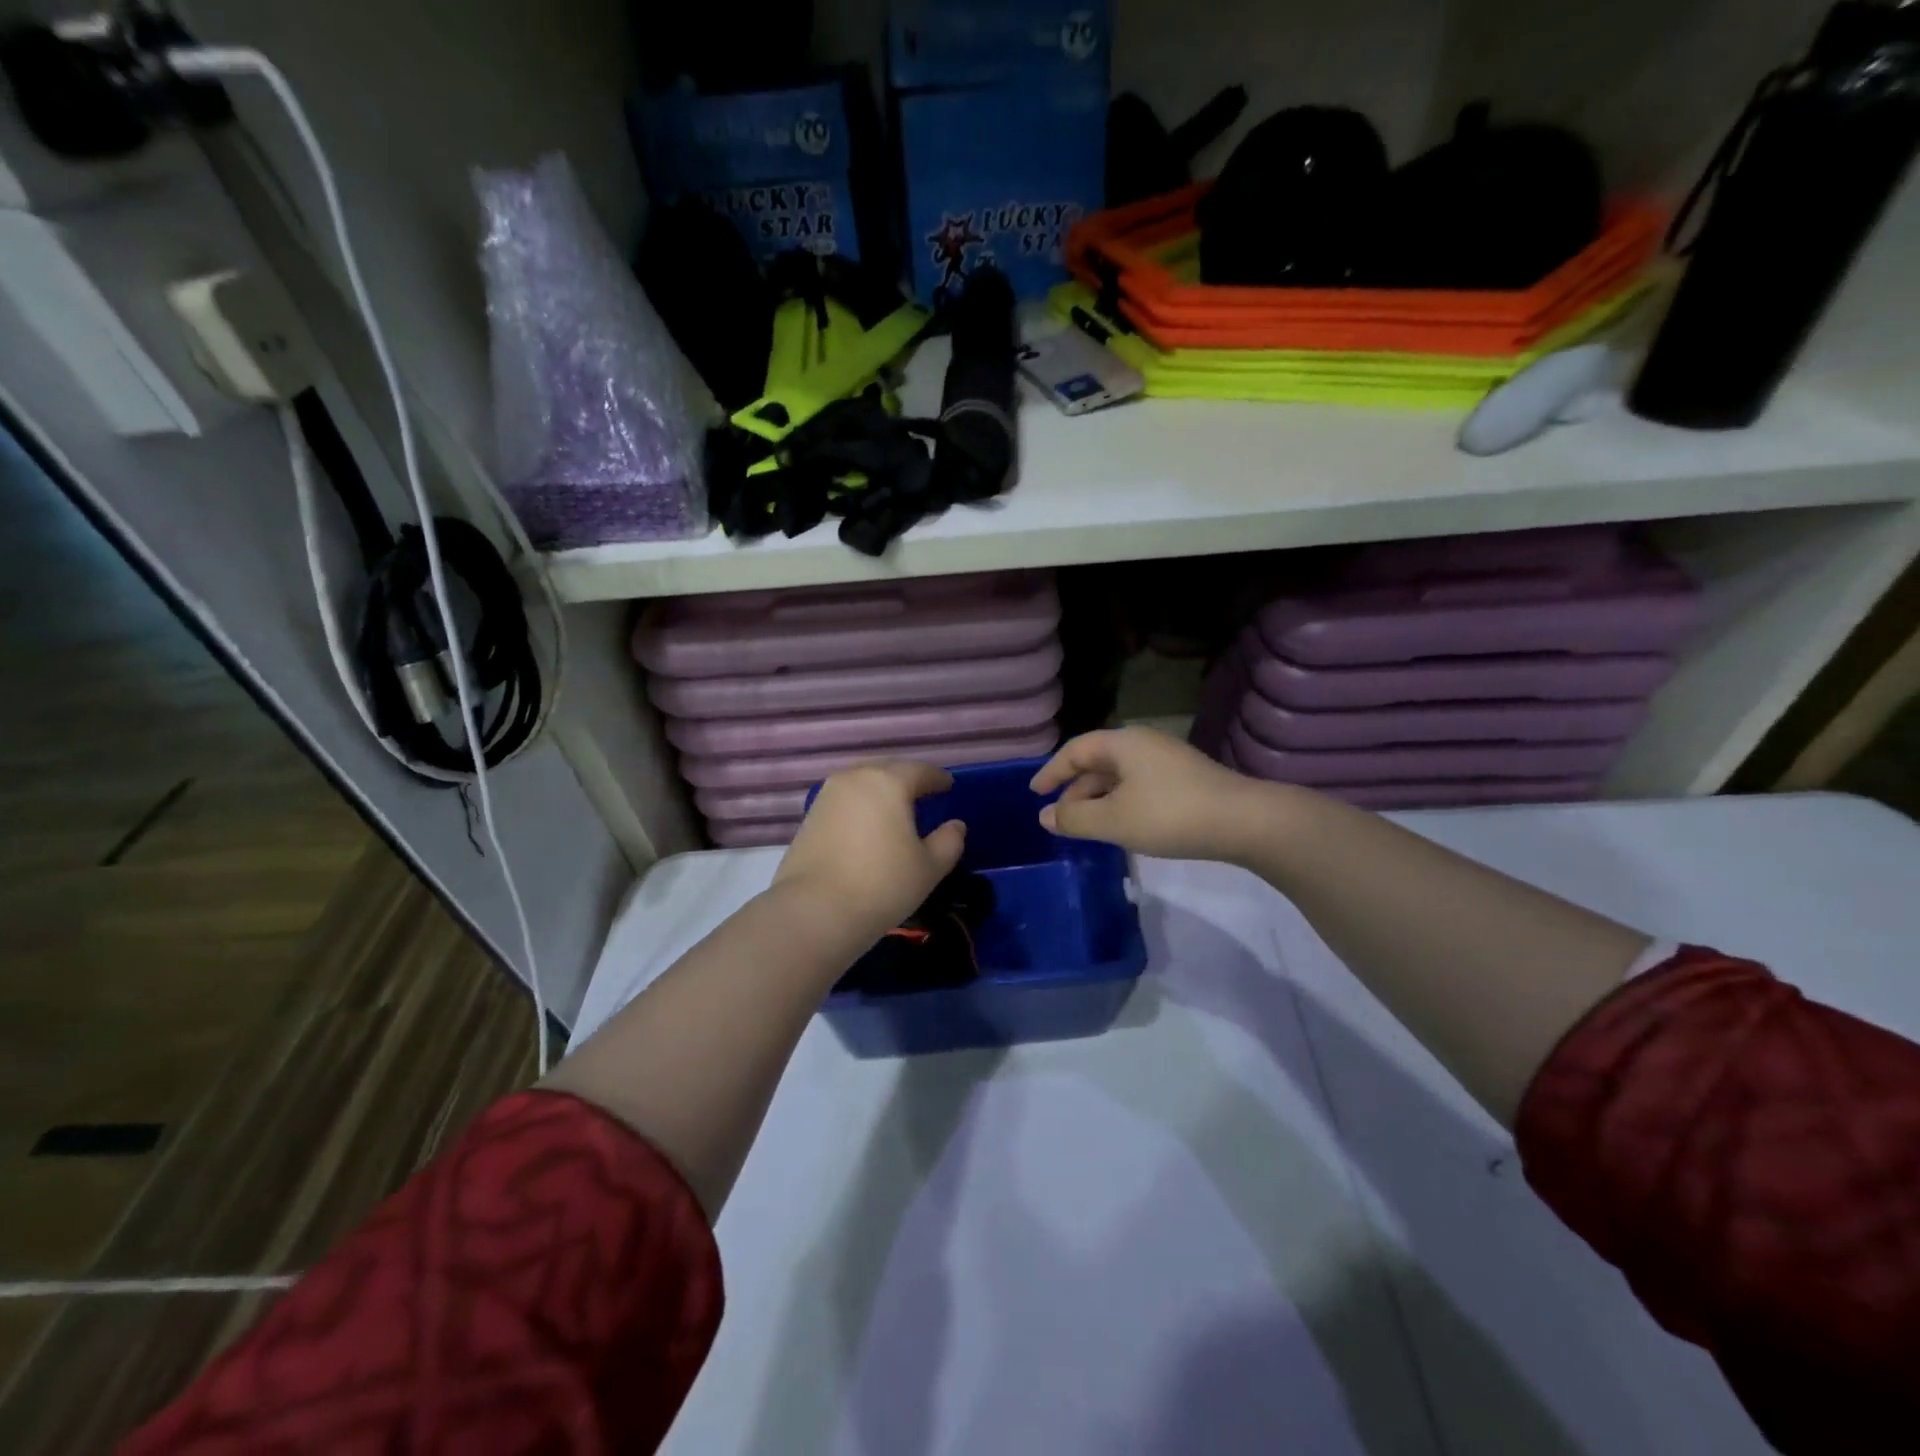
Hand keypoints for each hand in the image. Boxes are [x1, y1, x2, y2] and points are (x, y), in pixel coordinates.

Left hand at [774, 762, 966, 935]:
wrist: (814, 911)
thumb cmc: (882, 884)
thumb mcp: (929, 867)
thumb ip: (949, 841)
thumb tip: (955, 825)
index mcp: (888, 782)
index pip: (920, 771)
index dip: (938, 778)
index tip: (948, 786)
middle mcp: (855, 778)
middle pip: (887, 771)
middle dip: (906, 781)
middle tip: (922, 796)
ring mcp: (827, 796)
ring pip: (862, 785)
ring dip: (880, 793)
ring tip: (894, 812)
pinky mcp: (809, 817)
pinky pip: (844, 802)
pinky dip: (860, 809)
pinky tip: (867, 828)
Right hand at [1030, 727, 1271, 862]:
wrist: (1245, 821)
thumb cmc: (1170, 815)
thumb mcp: (1114, 820)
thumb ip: (1074, 819)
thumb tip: (1045, 816)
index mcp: (1122, 743)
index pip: (1075, 751)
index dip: (1051, 772)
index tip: (1035, 793)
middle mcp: (1143, 744)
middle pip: (1097, 762)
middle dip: (1075, 790)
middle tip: (1059, 818)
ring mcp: (1167, 761)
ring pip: (1119, 777)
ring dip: (1098, 799)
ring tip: (1087, 826)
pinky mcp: (1185, 780)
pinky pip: (1139, 786)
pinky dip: (1120, 802)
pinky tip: (1122, 825)